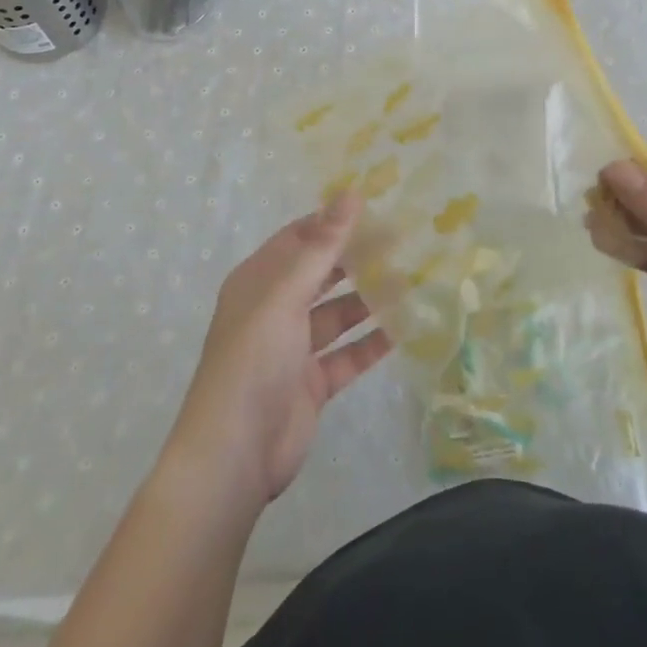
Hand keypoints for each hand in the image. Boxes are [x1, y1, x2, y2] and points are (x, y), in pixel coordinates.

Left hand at [160, 194, 391, 514]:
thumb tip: (352, 192)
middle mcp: (275, 309)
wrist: (234, 454)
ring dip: (369, 300)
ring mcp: (293, 348)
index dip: (333, 222)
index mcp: (259, 281)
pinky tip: (405, 329)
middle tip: (403, 243)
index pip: (299, 238)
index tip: (376, 208)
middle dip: (357, 259)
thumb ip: (322, 246)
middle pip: (321, 274)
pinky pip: (347, 355)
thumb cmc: (254, 359)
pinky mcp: (311, 383)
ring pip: (337, 314)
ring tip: (412, 281)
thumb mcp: (286, 294)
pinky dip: (371, 343)